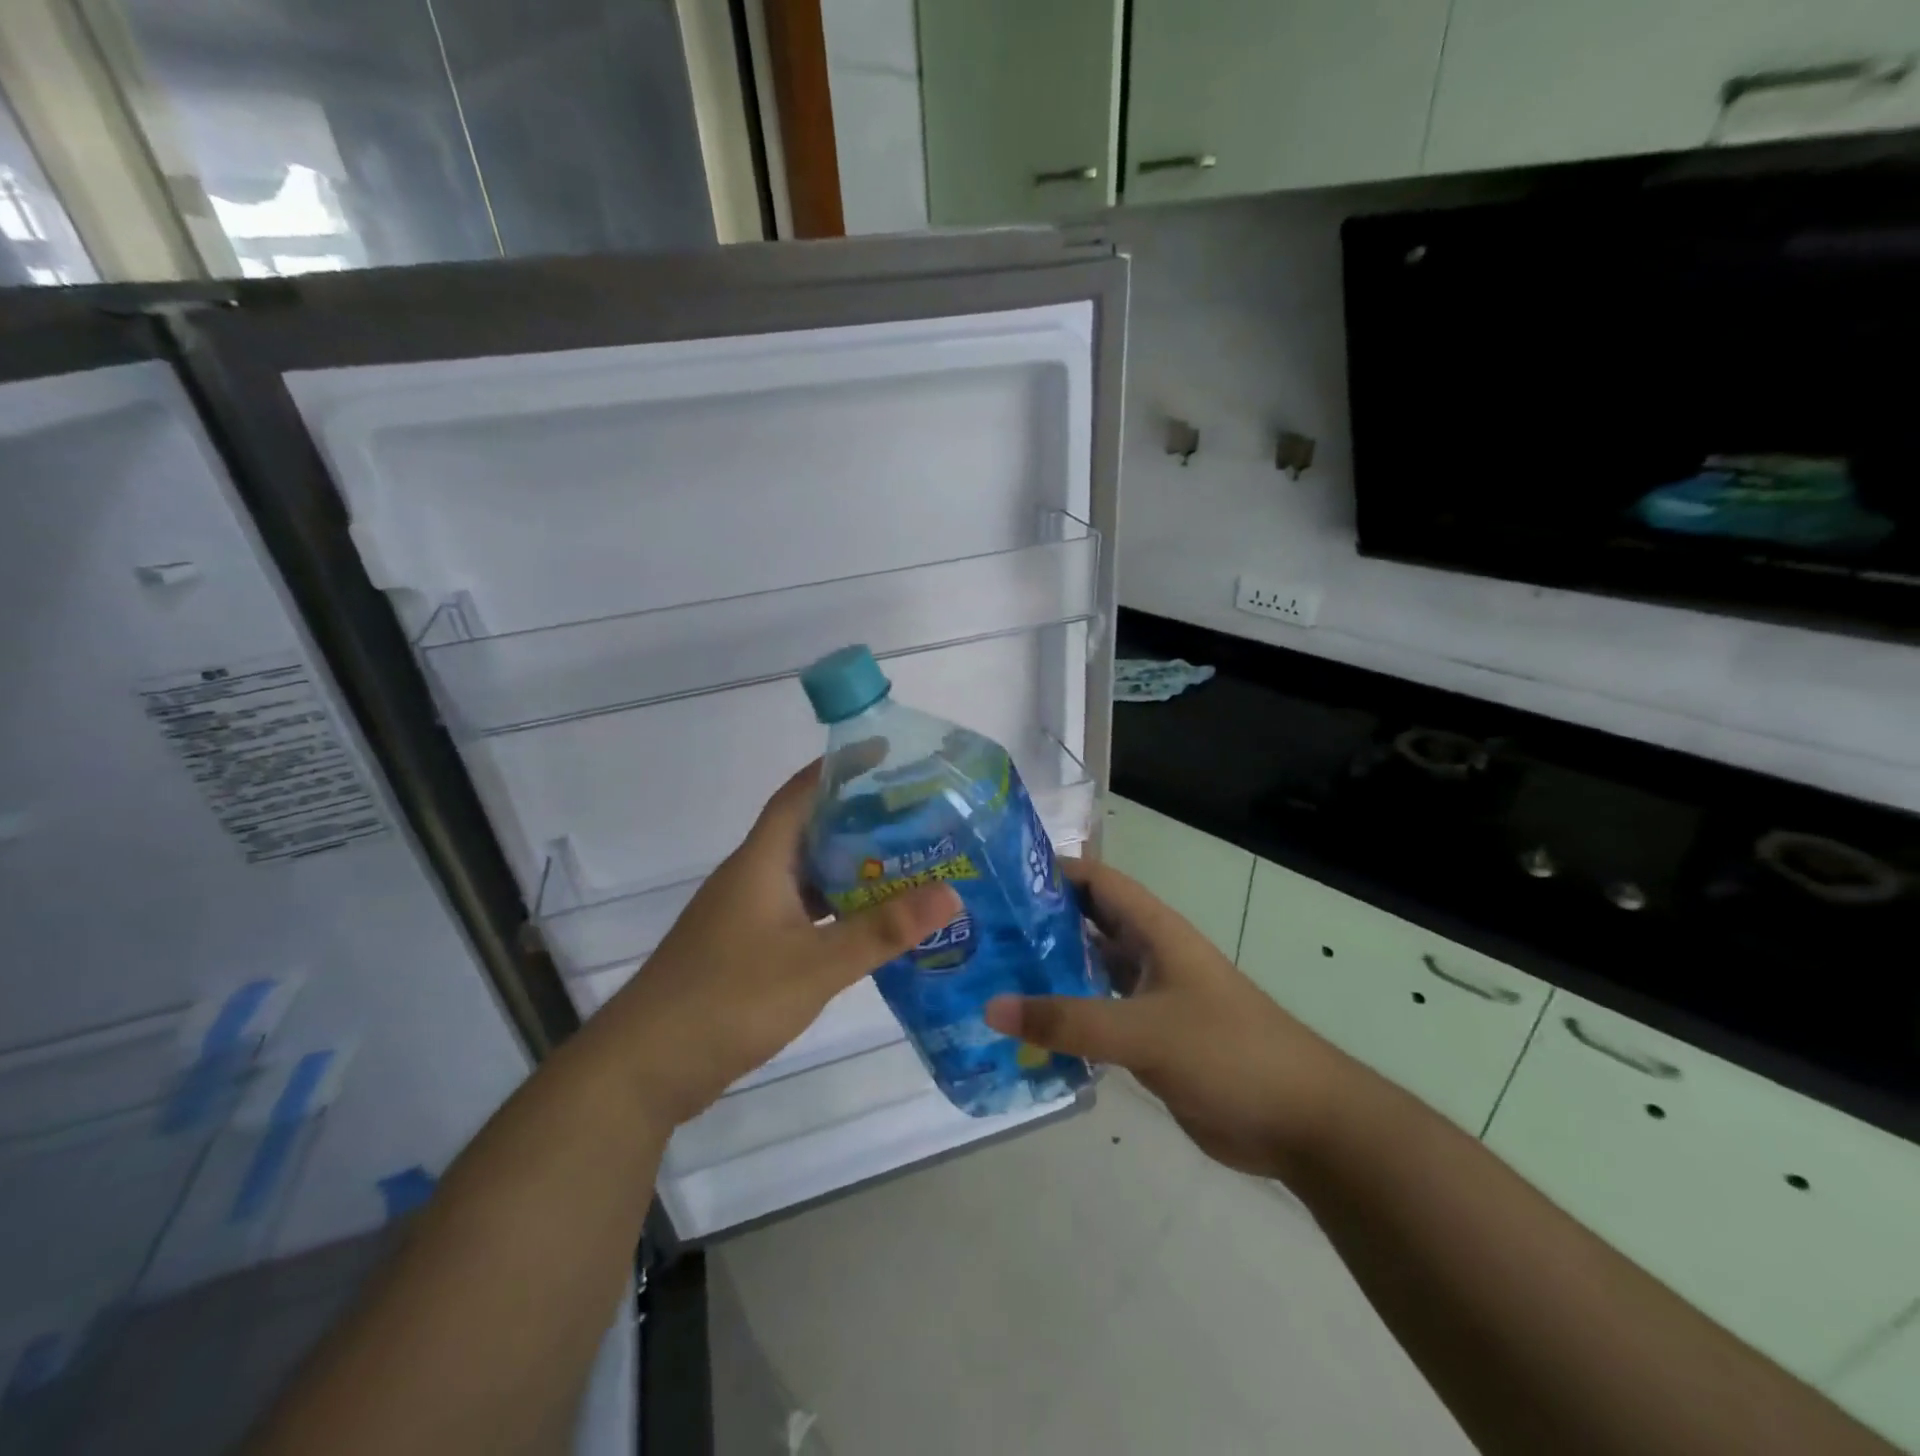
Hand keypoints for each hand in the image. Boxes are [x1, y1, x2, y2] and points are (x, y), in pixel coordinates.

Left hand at [598, 760, 960, 1126]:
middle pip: (810, 832)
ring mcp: (747, 914)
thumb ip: (881, 930)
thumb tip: (950, 892)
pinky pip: (802, 912)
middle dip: (860, 820)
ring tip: (908, 866)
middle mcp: (754, 877)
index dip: (839, 769)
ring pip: (807, 876)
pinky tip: (869, 925)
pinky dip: (836, 910)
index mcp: (761, 862)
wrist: (646, 1067)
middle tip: (917, 817)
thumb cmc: (728, 999)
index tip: (885, 754)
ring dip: (850, 869)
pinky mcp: (747, 948)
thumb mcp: (814, 965)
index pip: (800, 794)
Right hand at [985, 858, 1356, 1180]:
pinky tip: (1024, 1029)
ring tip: (987, 975)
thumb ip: (1070, 1020)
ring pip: (1087, 971)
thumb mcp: (1146, 1031)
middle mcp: (1147, 954)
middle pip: (1085, 924)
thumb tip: (991, 1006)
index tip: (996, 878)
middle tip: (977, 930)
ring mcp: (1148, 997)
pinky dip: (1064, 1017)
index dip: (1050, 871)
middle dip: (1037, 923)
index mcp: (1154, 931)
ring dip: (1047, 972)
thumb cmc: (1229, 1052)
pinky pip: (1095, 1016)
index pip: (1096, 881)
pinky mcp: (1148, 1038)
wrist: (1301, 1121)